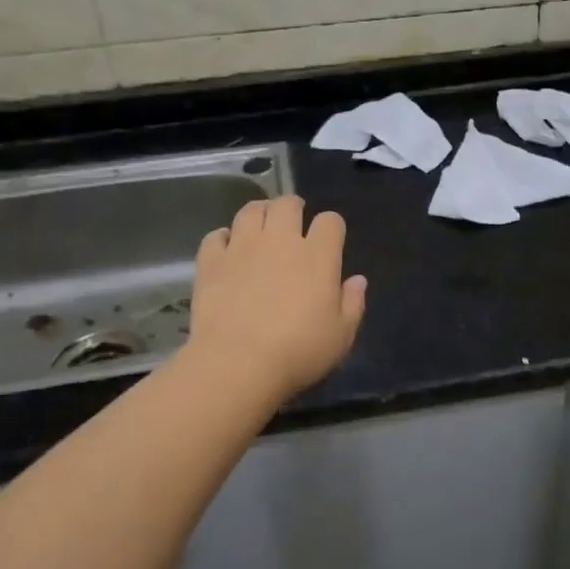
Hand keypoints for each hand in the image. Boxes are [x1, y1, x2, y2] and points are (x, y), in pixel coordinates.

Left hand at [184, 196, 367, 402]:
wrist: (237, 364)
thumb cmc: (298, 352)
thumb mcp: (341, 336)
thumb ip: (353, 303)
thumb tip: (357, 280)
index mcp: (317, 256)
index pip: (330, 221)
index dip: (332, 227)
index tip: (329, 240)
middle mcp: (280, 241)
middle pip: (287, 204)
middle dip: (293, 208)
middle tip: (293, 223)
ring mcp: (242, 248)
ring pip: (250, 211)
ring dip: (259, 214)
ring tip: (261, 227)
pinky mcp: (211, 262)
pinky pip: (216, 236)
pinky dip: (223, 238)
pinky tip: (227, 250)